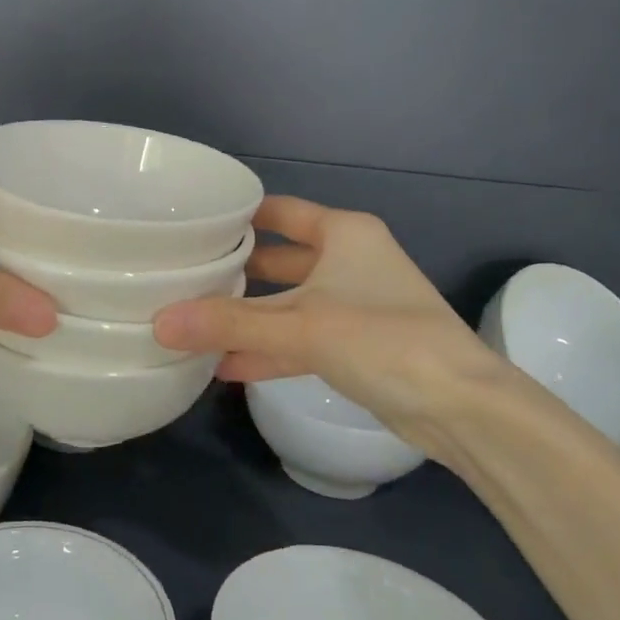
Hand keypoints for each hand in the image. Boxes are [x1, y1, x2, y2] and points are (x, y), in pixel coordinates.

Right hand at [151, 196, 521, 458]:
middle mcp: (349, 261)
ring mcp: (352, 305)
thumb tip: (158, 323)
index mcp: (344, 234)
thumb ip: (230, 324)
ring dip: (247, 318)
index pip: (278, 212)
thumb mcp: (302, 326)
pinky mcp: (355, 346)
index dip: (236, 217)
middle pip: (278, 260)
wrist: (461, 407)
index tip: (190, 227)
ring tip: (192, 325)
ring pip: (287, 304)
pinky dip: (267, 350)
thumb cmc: (384, 339)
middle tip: (180, 279)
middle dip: (234, 273)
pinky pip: (300, 339)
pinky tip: (224, 365)